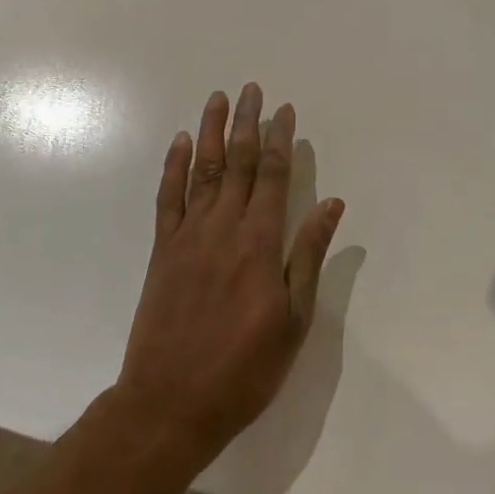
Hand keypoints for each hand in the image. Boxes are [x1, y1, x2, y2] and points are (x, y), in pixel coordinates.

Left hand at [114, 84, 344, 470]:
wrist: (170, 404)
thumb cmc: (244, 368)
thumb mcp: (293, 319)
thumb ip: (308, 256)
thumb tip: (332, 205)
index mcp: (259, 243)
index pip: (272, 176)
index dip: (279, 139)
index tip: (284, 110)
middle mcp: (223, 228)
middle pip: (236, 162)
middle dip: (246, 123)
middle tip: (251, 89)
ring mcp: (188, 236)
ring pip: (202, 170)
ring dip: (210, 131)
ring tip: (218, 99)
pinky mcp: (162, 251)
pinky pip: (168, 198)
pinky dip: (174, 166)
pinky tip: (180, 142)